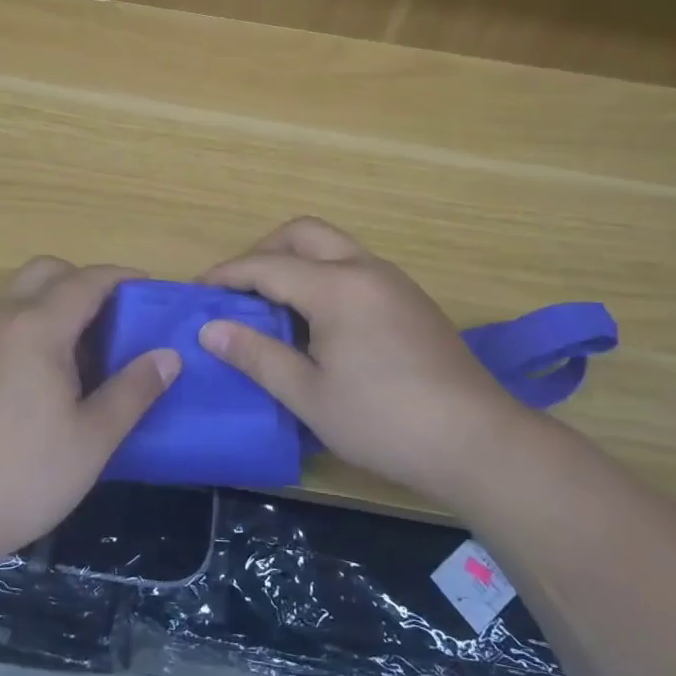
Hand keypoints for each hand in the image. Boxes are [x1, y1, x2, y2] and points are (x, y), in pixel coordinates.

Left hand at [0, 256, 179, 571]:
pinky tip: (49, 375)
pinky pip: (4, 321)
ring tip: (87, 349)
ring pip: (20, 294)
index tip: (152, 291)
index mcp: (38, 327)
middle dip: (84, 280)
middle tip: (115, 318)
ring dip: (55, 301)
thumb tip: (168, 356)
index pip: (87, 281)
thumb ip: (133, 390)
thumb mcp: (93, 438)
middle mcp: (3, 320)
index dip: (122, 278)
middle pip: (46, 271)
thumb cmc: (22, 474)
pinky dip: (33, 324)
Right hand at [199, 217, 528, 499]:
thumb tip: (210, 329)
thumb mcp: (309, 396)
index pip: (267, 265)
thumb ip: (256, 355)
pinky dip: (323, 276)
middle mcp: (365, 269)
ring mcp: (394, 281)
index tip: (197, 290)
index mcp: (336, 287)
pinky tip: (316, 320)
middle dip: (263, 251)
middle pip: (303, 233)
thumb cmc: (384, 421)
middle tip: (237, 288)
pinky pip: (355, 267)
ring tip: (271, 303)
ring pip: (333, 247)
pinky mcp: (411, 300)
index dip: (227, 275)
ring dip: (296, 261)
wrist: (478, 442)